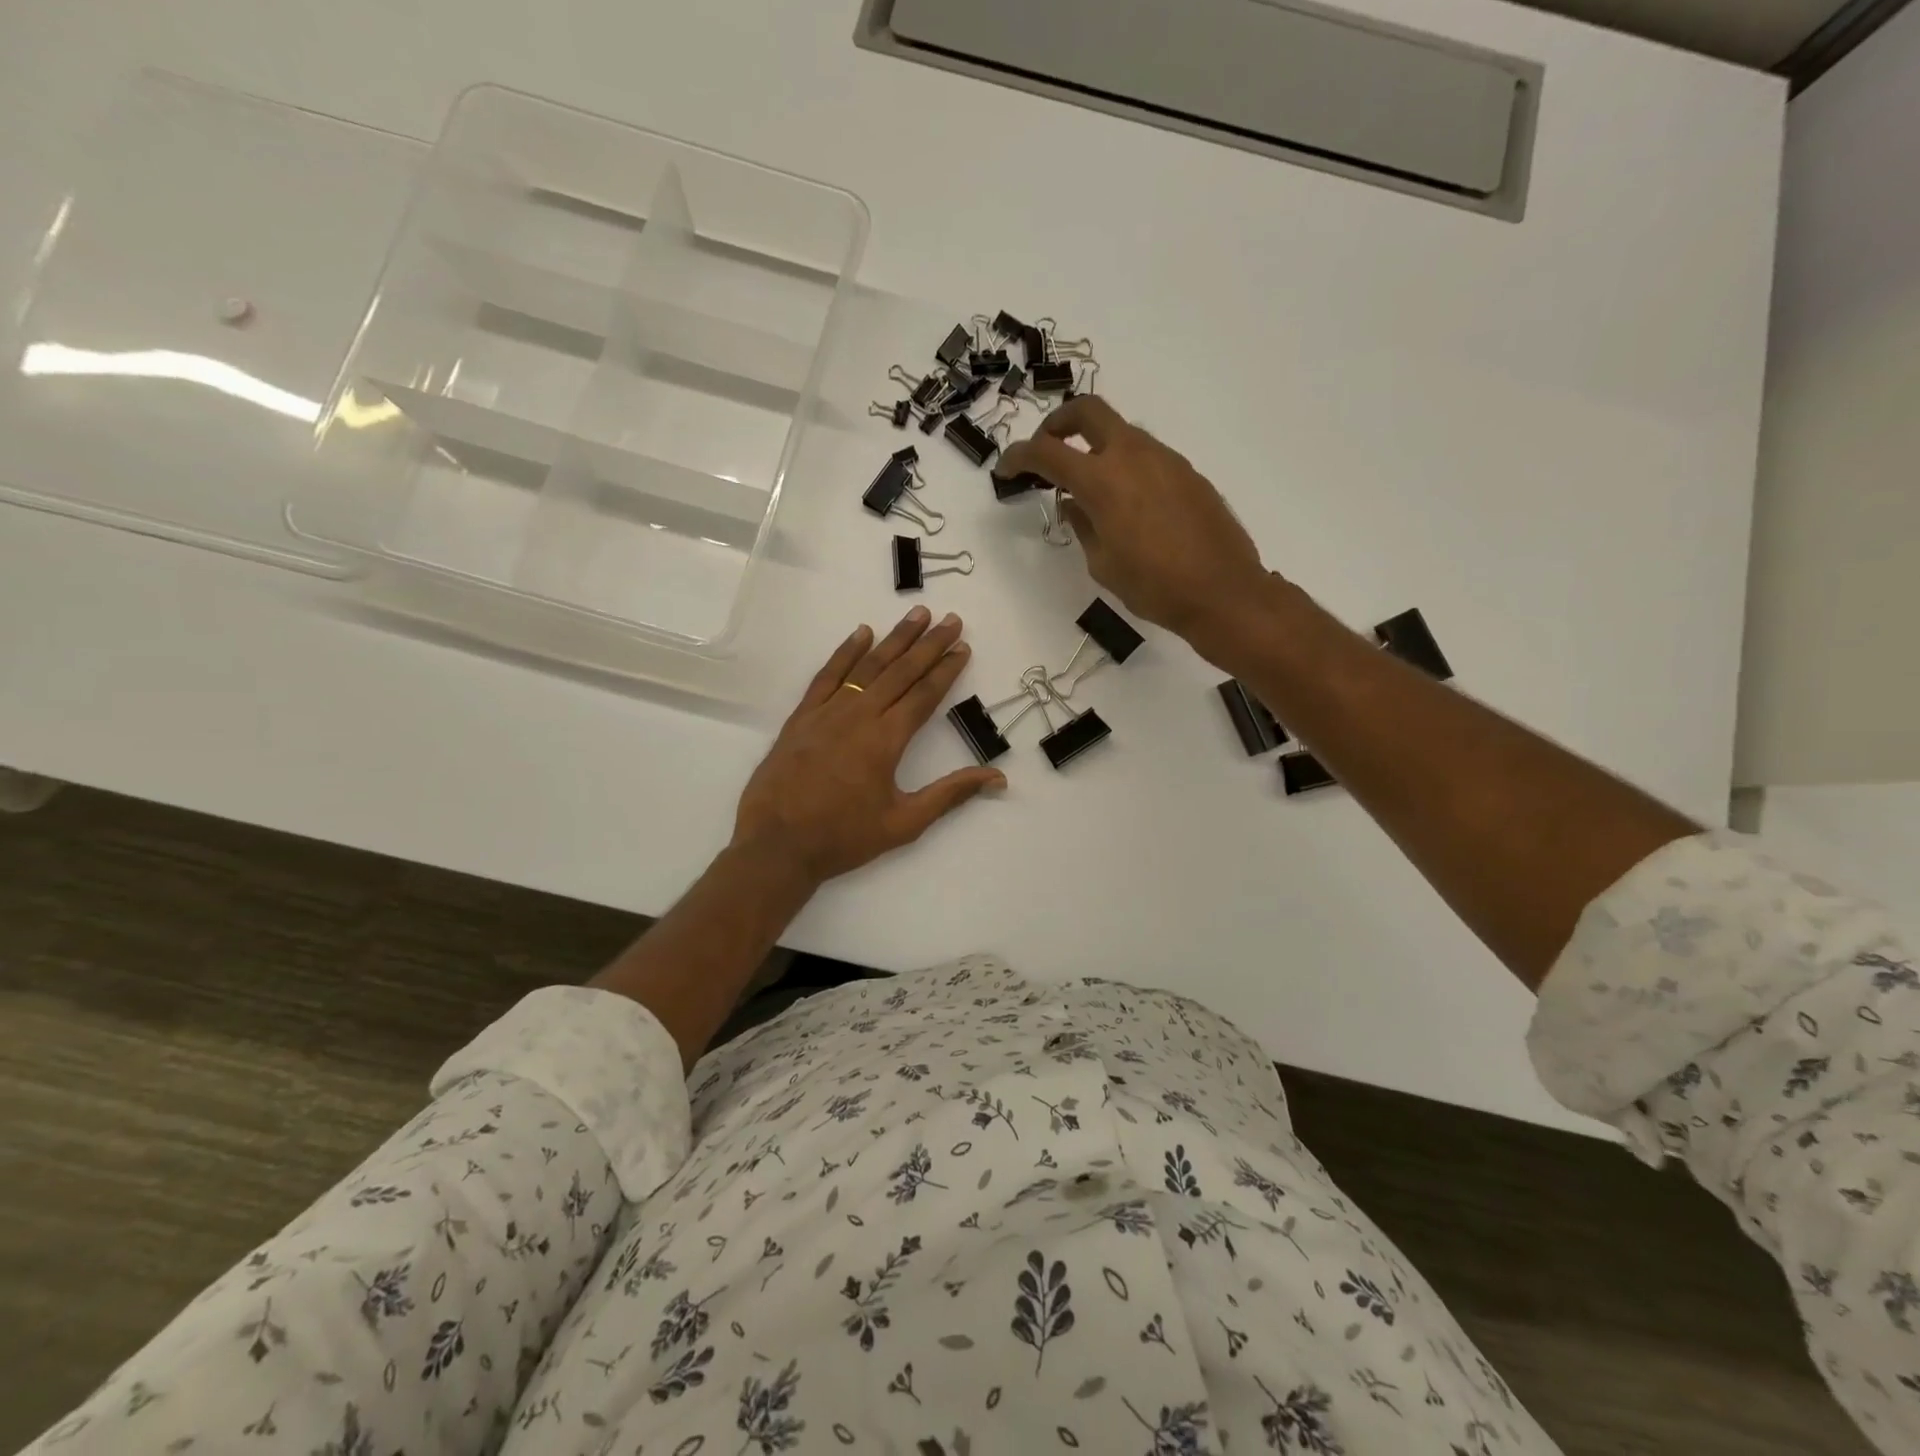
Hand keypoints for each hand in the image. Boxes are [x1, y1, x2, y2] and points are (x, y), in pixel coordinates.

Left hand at [732, 608, 1004, 885]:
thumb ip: (950, 795)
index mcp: (886, 740)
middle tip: (951, 619)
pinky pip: (828, 675)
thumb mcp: (905, 823)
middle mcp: (859, 716)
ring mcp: (827, 712)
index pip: (924, 695)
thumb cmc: (843, 837)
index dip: (946, 670)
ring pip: (867, 666)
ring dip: (894, 639)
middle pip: (900, 671)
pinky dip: (845, 652)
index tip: (963, 647)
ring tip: (916, 614)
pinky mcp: (802, 716)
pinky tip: (861, 633)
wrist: (777, 844)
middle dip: (928, 644)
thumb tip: (997, 778)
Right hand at [998, 397, 1271, 652]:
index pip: (1047, 452)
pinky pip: (1146, 455)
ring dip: (1095, 446)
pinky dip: (1124, 464)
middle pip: (1088, 411)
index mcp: (1103, 480)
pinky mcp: (1187, 472)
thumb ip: (1083, 526)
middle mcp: (1133, 456)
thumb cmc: (1153, 586)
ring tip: (1088, 485)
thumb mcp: (1103, 563)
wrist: (1222, 592)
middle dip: (1059, 423)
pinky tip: (1126, 502)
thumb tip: (1073, 504)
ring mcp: (1165, 459)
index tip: (1007, 469)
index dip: (1019, 456)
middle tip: (1047, 450)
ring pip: (1121, 432)